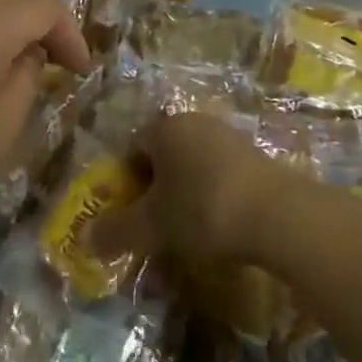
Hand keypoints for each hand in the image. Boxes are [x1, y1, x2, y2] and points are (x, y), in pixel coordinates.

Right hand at [91, 112, 298, 265]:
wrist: (278, 215)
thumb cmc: (202, 209)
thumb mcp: (153, 226)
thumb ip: (116, 231)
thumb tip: (83, 239)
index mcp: (165, 127)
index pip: (133, 147)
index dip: (126, 181)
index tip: (131, 213)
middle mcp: (195, 122)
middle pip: (164, 154)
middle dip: (156, 187)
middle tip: (157, 224)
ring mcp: (229, 136)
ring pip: (194, 163)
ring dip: (186, 191)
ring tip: (189, 229)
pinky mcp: (257, 155)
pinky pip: (222, 173)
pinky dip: (215, 195)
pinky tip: (221, 224)